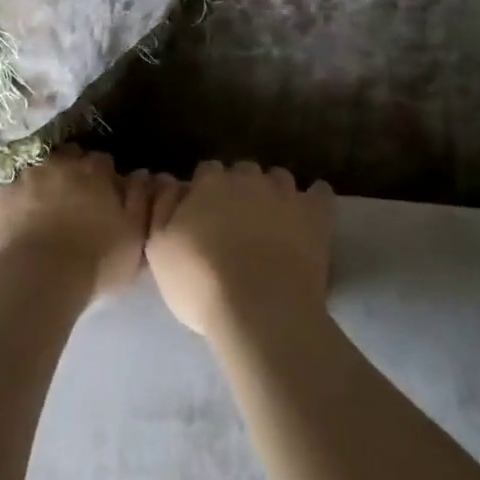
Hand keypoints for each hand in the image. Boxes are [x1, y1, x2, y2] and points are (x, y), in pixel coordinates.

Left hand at [0, 148, 147, 301]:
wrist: (33, 280)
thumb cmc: (94, 261)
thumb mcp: (134, 236)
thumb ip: (141, 201)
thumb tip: (142, 174)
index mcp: (93, 171)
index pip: (102, 162)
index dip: (103, 178)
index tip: (103, 195)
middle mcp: (56, 164)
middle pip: (67, 158)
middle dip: (70, 172)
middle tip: (71, 200)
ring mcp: (19, 177)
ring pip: (32, 171)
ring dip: (37, 183)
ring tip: (37, 209)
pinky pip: (0, 191)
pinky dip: (6, 201)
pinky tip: (8, 220)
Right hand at [144, 161, 333, 338]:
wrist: (260, 308)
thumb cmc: (201, 281)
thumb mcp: (159, 250)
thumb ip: (162, 211)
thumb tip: (170, 185)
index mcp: (209, 184)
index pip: (206, 171)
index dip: (205, 190)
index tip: (203, 213)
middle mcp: (248, 179)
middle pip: (243, 171)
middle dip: (239, 187)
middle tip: (236, 219)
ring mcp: (285, 194)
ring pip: (279, 178)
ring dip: (274, 191)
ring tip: (271, 218)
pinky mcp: (316, 215)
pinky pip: (320, 192)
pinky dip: (314, 199)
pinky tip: (309, 214)